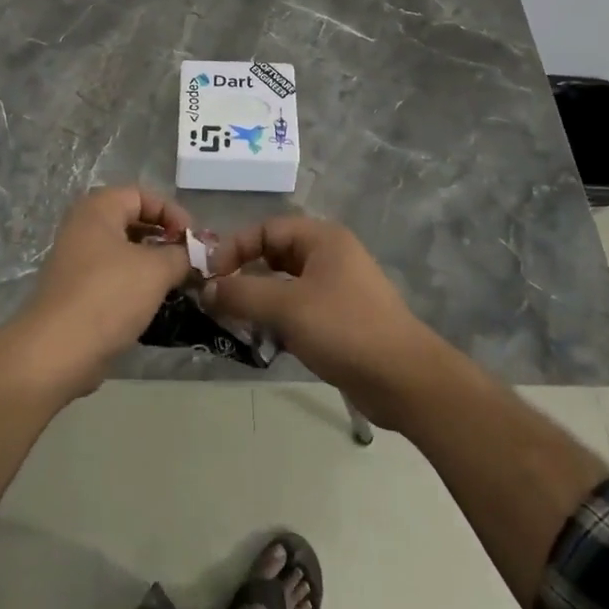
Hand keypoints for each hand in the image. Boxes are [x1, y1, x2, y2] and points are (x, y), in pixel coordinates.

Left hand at [19, 186, 195, 394]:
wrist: (58, 351)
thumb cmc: (109, 296)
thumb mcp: (156, 270)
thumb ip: (181, 255)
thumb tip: (193, 254)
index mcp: (97, 210)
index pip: (142, 195)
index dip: (172, 212)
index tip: (194, 240)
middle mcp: (82, 228)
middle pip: (132, 221)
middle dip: (165, 239)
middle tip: (190, 261)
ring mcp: (76, 262)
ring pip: (124, 252)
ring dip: (153, 264)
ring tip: (178, 283)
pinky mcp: (76, 292)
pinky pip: (113, 278)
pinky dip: (136, 285)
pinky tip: (155, 304)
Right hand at [203, 215, 448, 429]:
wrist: (404, 379)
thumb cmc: (344, 329)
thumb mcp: (286, 307)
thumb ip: (240, 293)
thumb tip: (204, 289)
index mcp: (322, 239)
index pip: (265, 229)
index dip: (234, 248)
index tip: (209, 277)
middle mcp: (330, 256)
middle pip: (273, 254)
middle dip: (243, 275)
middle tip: (216, 300)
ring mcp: (336, 288)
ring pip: (284, 284)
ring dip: (257, 300)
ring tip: (234, 321)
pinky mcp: (339, 318)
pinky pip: (297, 308)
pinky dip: (276, 318)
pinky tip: (262, 339)